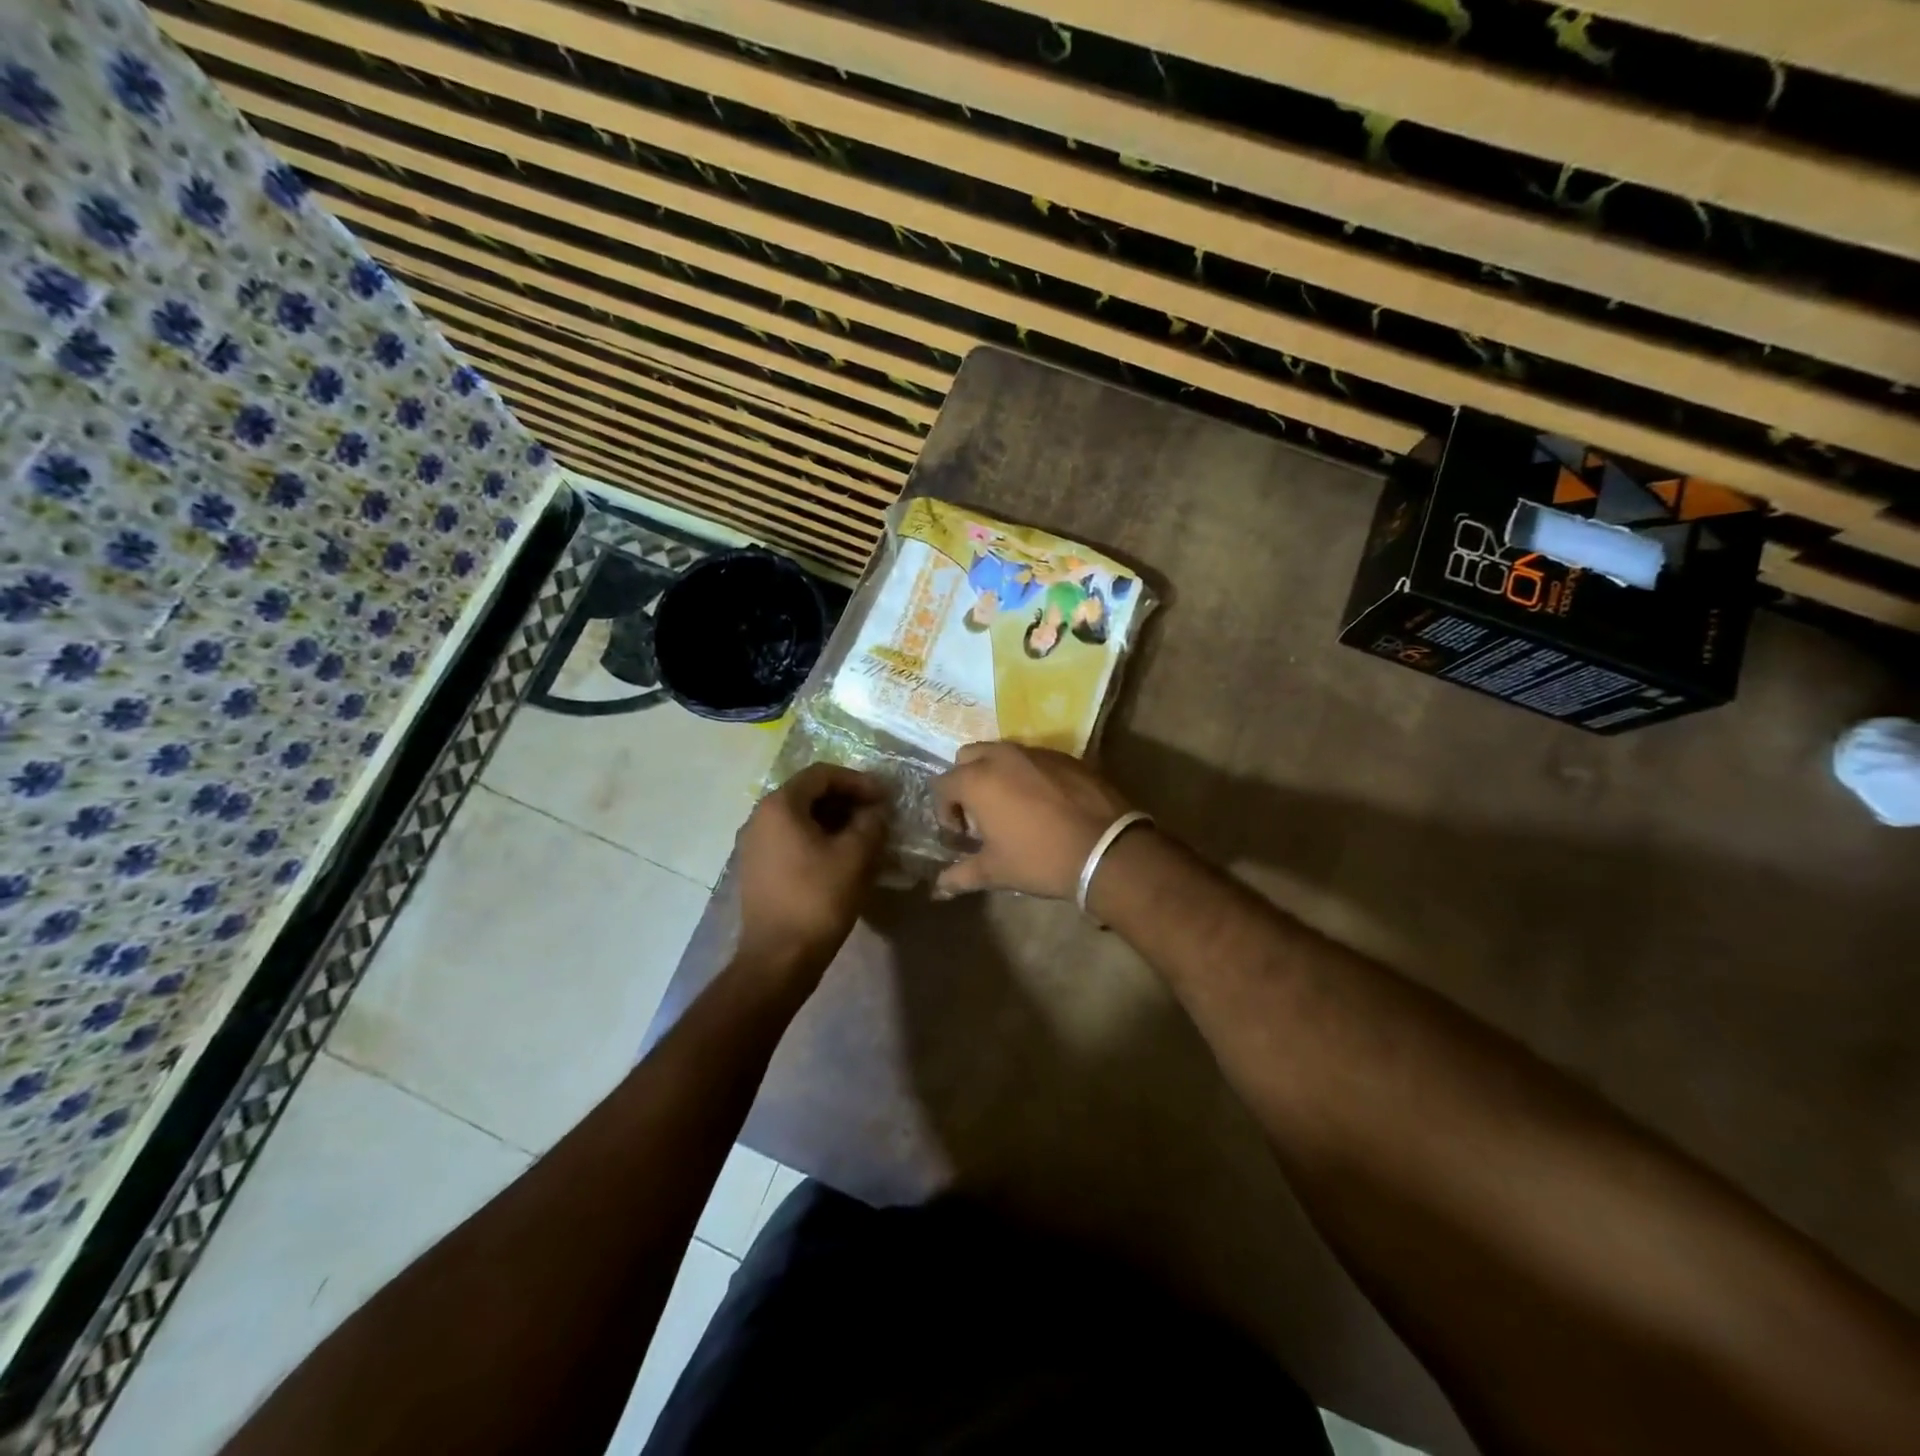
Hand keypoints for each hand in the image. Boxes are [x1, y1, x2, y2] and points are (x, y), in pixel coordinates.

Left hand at [735, 764, 889, 980]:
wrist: (779, 958)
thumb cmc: (818, 899)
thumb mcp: (856, 855)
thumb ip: (871, 822)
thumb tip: (876, 810)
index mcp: (780, 805)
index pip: (822, 774)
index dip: (858, 781)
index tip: (884, 798)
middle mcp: (760, 817)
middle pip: (809, 794)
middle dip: (847, 801)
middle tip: (877, 816)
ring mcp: (754, 844)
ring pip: (801, 818)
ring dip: (835, 821)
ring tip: (865, 837)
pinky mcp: (758, 868)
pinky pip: (791, 840)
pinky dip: (818, 839)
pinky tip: (842, 858)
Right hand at [931, 742, 1134, 899]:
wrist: (1106, 849)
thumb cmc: (1040, 859)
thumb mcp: (996, 871)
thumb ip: (961, 875)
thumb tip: (939, 887)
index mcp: (978, 779)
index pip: (943, 784)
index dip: (945, 810)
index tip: (961, 834)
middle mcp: (1002, 756)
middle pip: (968, 757)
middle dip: (966, 781)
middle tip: (980, 814)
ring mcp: (1036, 752)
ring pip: (1002, 753)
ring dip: (997, 775)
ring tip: (1012, 807)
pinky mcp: (1066, 756)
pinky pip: (1034, 759)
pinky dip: (1028, 774)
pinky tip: (1044, 803)